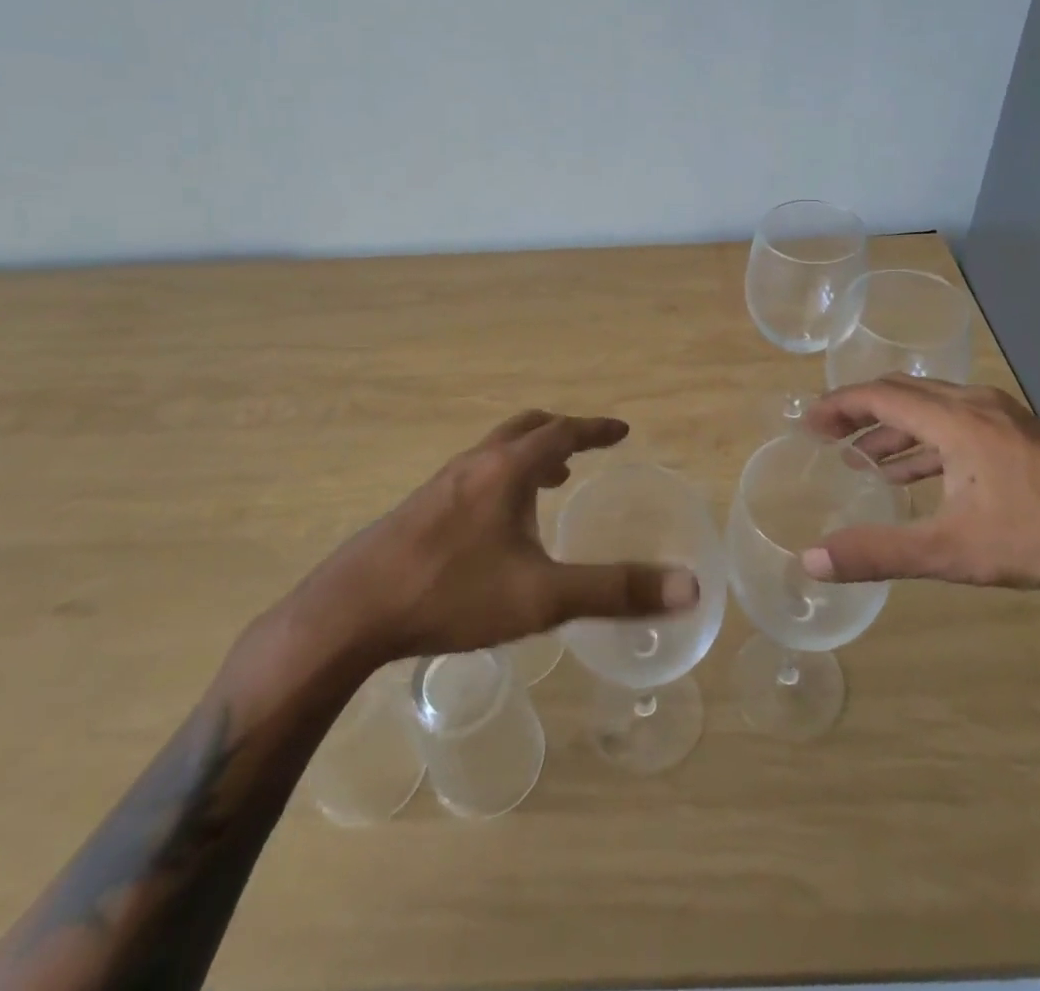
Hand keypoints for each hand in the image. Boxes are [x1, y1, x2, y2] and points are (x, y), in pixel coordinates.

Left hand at [279, 410, 698, 669]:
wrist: (351, 611)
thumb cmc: (452, 593)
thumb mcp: (542, 596)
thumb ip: (615, 590)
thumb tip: (688, 585)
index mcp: (507, 470)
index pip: (561, 432)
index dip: (595, 429)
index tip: (622, 431)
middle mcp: (475, 464)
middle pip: (525, 428)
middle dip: (561, 433)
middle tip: (587, 448)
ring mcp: (442, 484)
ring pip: (496, 452)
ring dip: (530, 457)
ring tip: (551, 483)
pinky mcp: (420, 508)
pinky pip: (475, 476)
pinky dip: (503, 479)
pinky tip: (498, 525)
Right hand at [799, 376, 1039, 592]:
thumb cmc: (1038, 537)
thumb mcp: (951, 551)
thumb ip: (878, 553)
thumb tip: (810, 561)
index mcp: (954, 419)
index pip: (879, 396)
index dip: (838, 406)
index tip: (807, 423)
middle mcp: (975, 404)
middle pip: (903, 393)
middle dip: (861, 412)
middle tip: (827, 436)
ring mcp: (1003, 417)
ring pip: (932, 409)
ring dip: (893, 430)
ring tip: (863, 459)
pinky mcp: (1021, 435)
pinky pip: (957, 424)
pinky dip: (925, 442)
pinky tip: (917, 474)